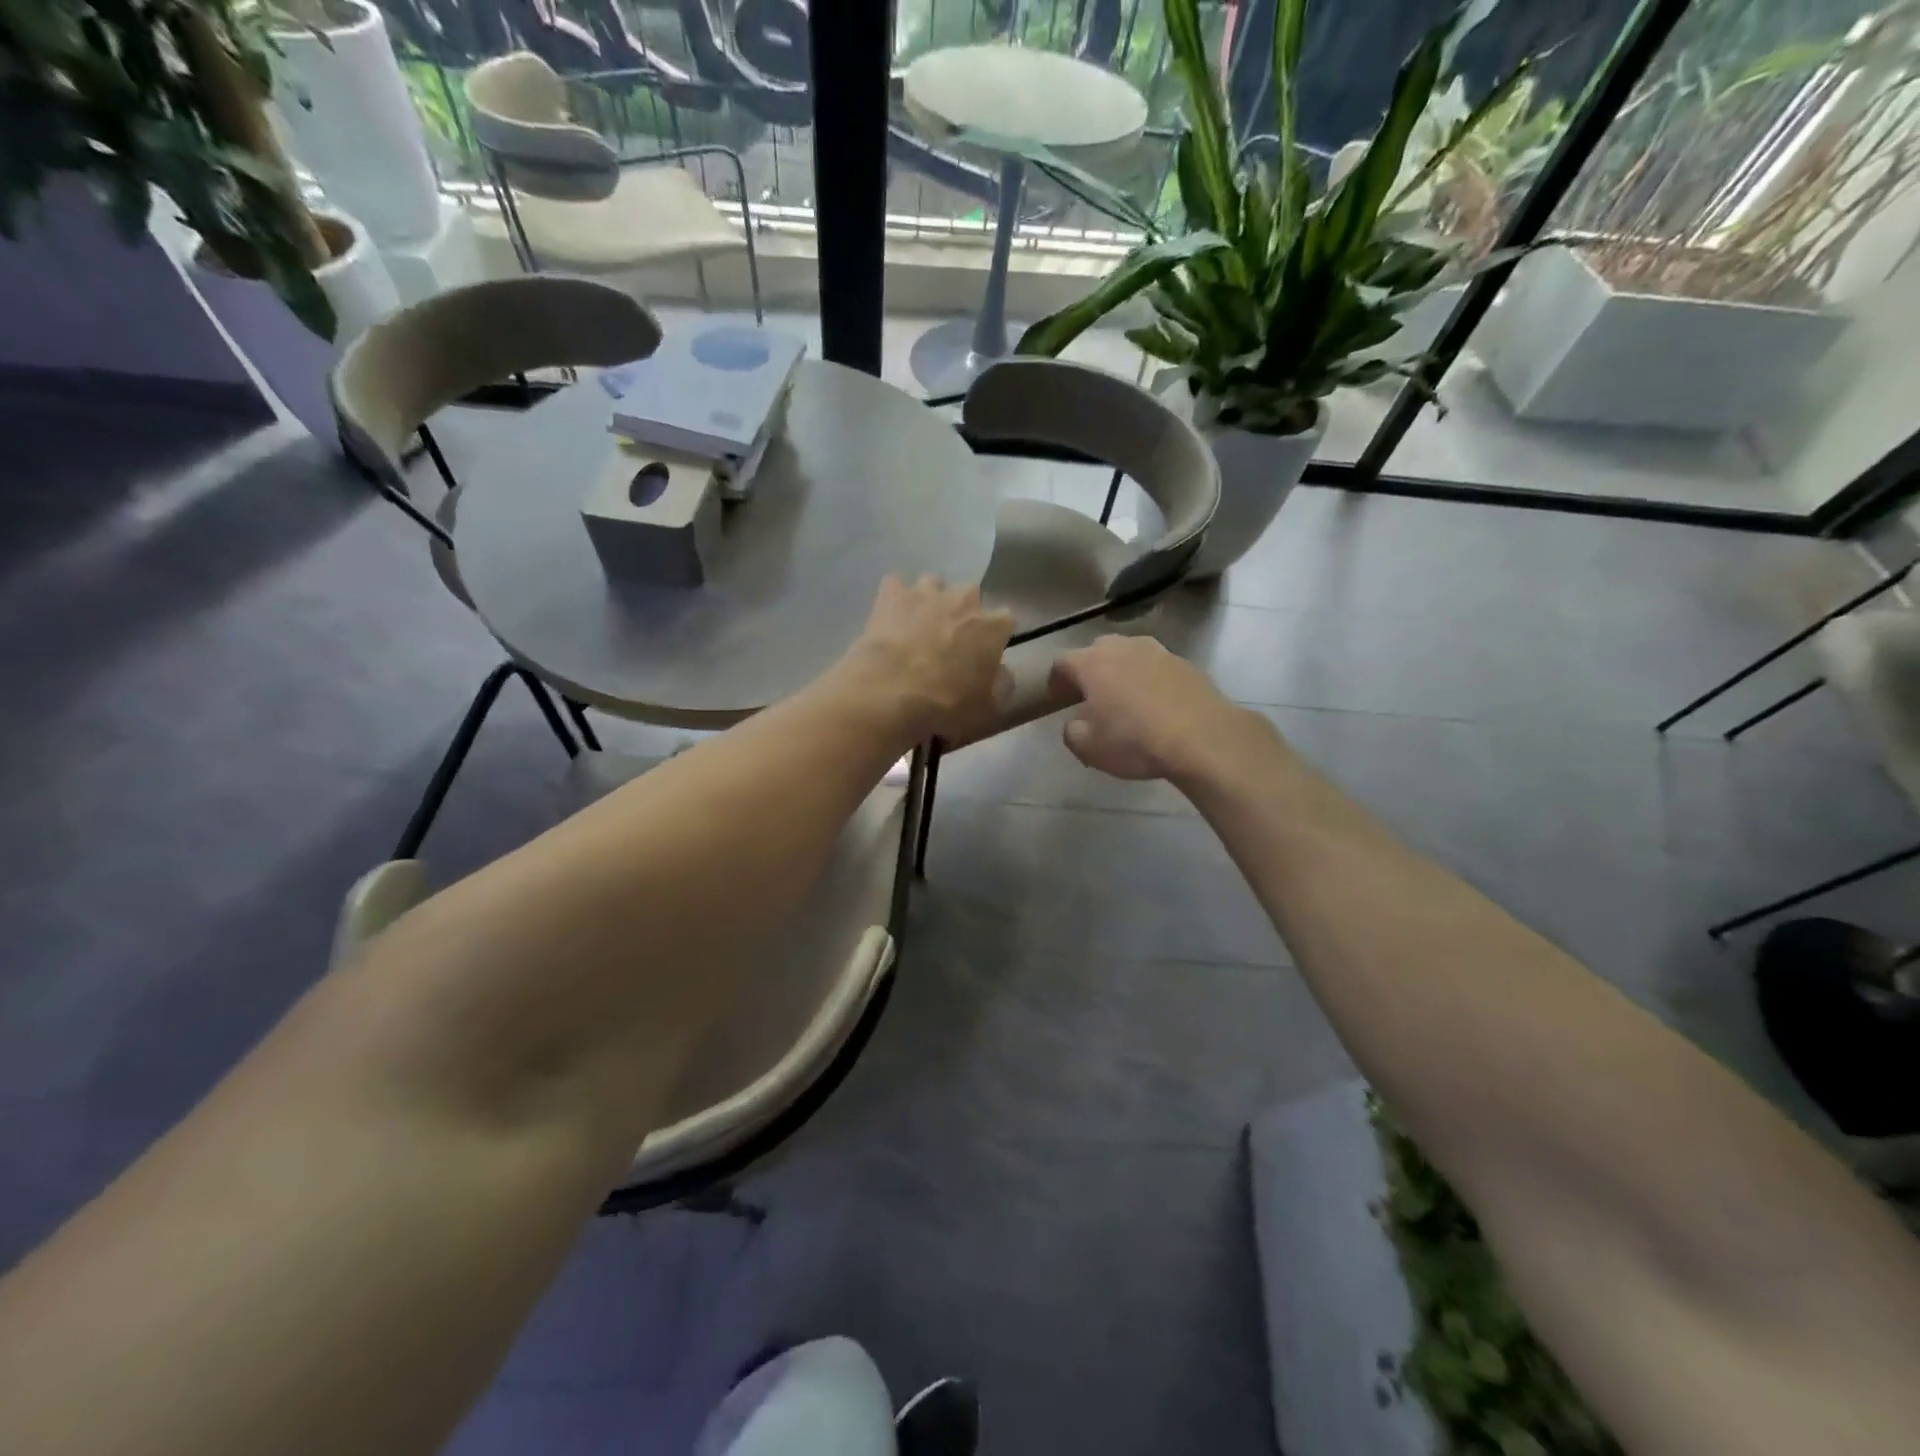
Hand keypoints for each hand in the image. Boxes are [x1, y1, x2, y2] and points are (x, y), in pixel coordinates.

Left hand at [837, 576, 1014, 738]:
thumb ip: (1000, 684)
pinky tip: (888, 618)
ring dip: (929, 600)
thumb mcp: (987, 708)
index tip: (984, 653)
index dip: (994, 636)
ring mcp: (926, 593)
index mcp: (992, 627)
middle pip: (969, 595)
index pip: (1005, 621)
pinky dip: (893, 599)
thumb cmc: (946, 704)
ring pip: (933, 583)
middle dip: (962, 611)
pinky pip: (895, 586)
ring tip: (917, 625)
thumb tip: (1001, 672)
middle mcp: (963, 600)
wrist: (892, 693)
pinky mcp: (891, 594)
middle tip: (949, 639)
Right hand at [1050, 636, 1259, 781]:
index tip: (1057, 698)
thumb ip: (1072, 732)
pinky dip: (1150, 679)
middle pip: (1097, 650)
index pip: (1062, 662)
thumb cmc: (1135, 741)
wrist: (1202, 737)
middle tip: (1091, 694)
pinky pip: (1157, 666)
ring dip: (1122, 670)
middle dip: (1090, 669)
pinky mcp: (1185, 663)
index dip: (1056, 680)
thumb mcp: (1089, 748)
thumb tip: (1076, 723)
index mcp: (1092, 663)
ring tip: (1125, 696)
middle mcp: (1123, 647)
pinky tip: (1156, 702)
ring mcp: (1157, 651)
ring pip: (1130, 654)